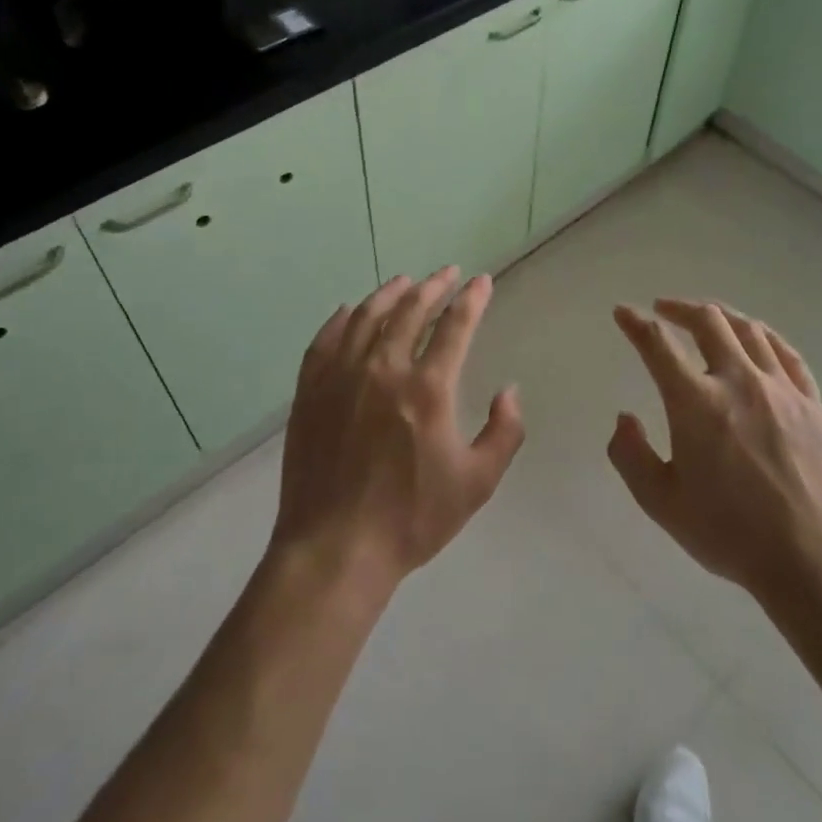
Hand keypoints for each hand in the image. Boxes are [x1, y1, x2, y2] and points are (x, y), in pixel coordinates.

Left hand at [272, 268, 524, 595]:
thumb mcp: (477, 483)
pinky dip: (340, 319)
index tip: (481, 281)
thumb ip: (504, 432)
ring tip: (404, 281)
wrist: (335, 548)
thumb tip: (510, 390)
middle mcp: (383, 369)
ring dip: (389, 293)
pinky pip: (325, 340)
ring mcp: (341, 377)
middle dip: (433, 286)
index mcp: (427, 389)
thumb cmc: (411, 518)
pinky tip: (348, 311)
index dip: (471, 299)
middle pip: (410, 310)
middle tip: (446, 273)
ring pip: (366, 317)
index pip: (455, 326)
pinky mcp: (311, 391)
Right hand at [608, 299, 821, 605]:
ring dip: (720, 316)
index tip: (622, 312)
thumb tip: (624, 419)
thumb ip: (630, 456)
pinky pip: (787, 353)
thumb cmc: (729, 533)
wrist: (812, 561)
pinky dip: (764, 336)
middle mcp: (737, 381)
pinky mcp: (812, 403)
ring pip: (748, 330)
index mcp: (695, 402)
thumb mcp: (661, 503)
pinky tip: (757, 338)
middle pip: (708, 321)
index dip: (635, 322)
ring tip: (707, 318)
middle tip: (663, 309)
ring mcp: (780, 388)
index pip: (658, 344)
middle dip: (679, 307)